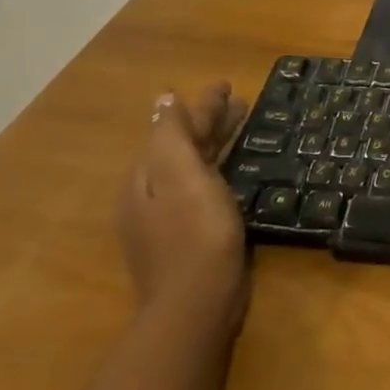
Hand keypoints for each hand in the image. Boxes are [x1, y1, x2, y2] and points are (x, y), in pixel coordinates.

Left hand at [119, 84, 249, 330]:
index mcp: (146, 178)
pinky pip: (203, 188)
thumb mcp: (181, 176)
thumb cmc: (194, 233)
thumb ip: (172, 136)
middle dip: (209, 122)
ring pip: (194, 168)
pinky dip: (219, 169)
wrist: (197, 305)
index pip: (174, 129)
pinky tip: (234, 171)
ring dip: (216, 143)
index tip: (227, 84)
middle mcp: (151, 197)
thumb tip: (164, 100)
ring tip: (244, 127)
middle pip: (182, 148)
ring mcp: (168, 221)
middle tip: (242, 102)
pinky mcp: (189, 238)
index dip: (201, 106)